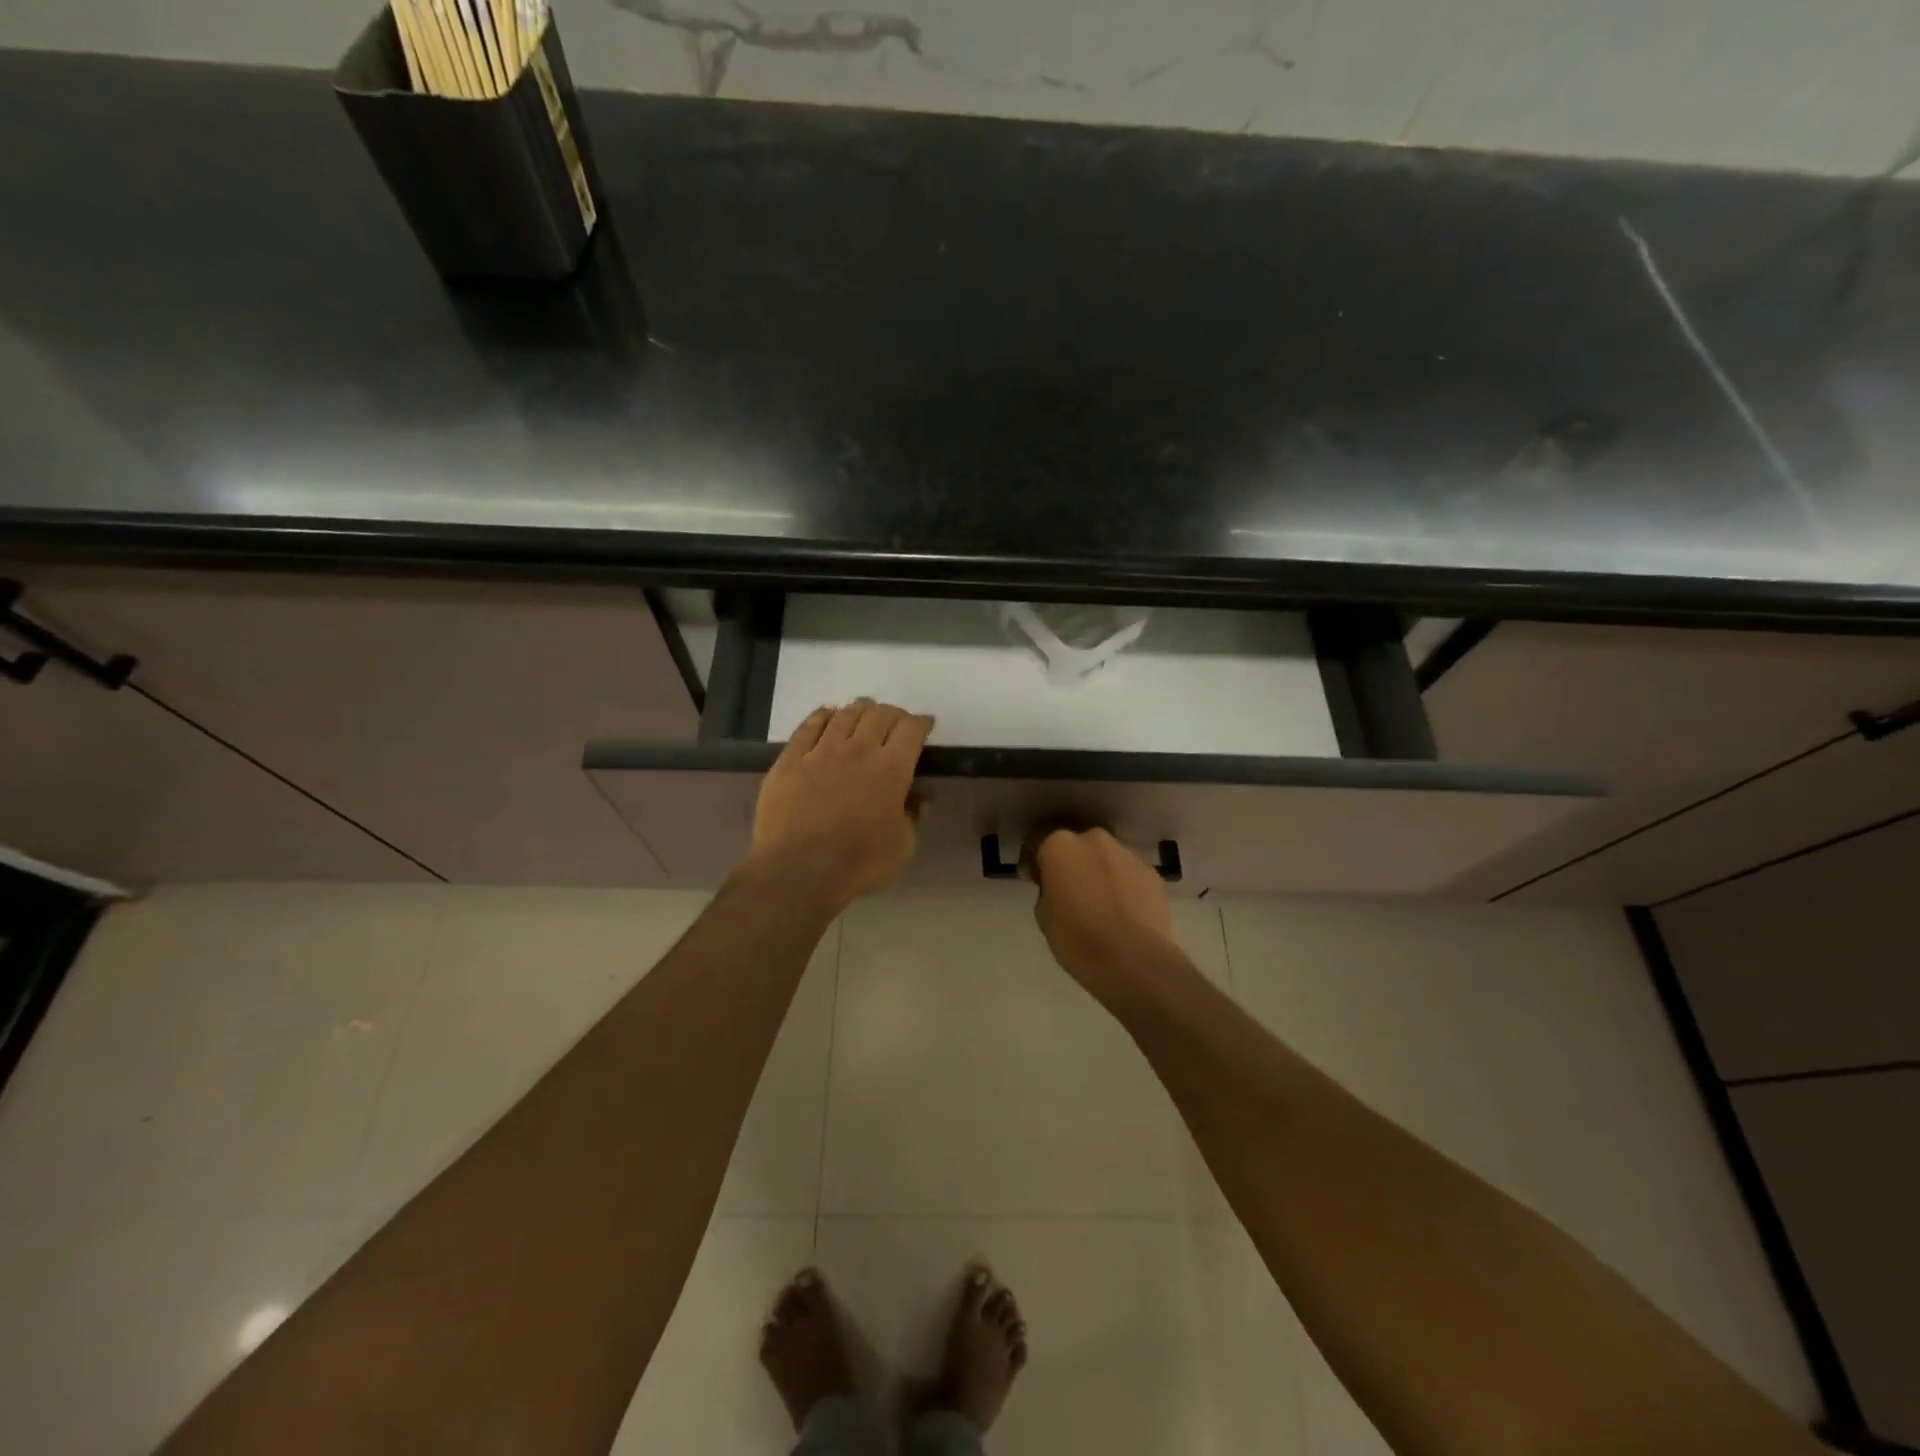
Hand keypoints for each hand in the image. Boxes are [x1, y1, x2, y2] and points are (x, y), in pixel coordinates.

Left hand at [748, 699, 934, 911]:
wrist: (799, 868)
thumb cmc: (859, 861)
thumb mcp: (902, 845)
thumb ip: (912, 815)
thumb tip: (920, 798)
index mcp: (892, 769)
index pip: (912, 730)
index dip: (921, 722)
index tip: (925, 724)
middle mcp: (859, 749)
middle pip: (880, 715)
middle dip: (893, 713)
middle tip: (896, 720)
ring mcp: (821, 751)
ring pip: (845, 715)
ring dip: (859, 708)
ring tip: (864, 710)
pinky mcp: (791, 758)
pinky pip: (808, 726)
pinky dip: (821, 716)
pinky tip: (826, 714)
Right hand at [1025, 826, 1175, 988]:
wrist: (1133, 959)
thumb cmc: (1076, 937)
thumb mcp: (1044, 915)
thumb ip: (1047, 890)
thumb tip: (1056, 886)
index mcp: (1060, 845)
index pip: (1038, 840)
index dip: (1033, 860)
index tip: (1033, 879)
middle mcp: (1094, 839)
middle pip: (1076, 844)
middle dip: (1070, 862)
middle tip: (1067, 888)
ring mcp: (1126, 854)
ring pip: (1105, 857)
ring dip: (1098, 872)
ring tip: (1098, 902)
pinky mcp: (1151, 873)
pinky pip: (1127, 874)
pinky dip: (1121, 886)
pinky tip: (1121, 910)